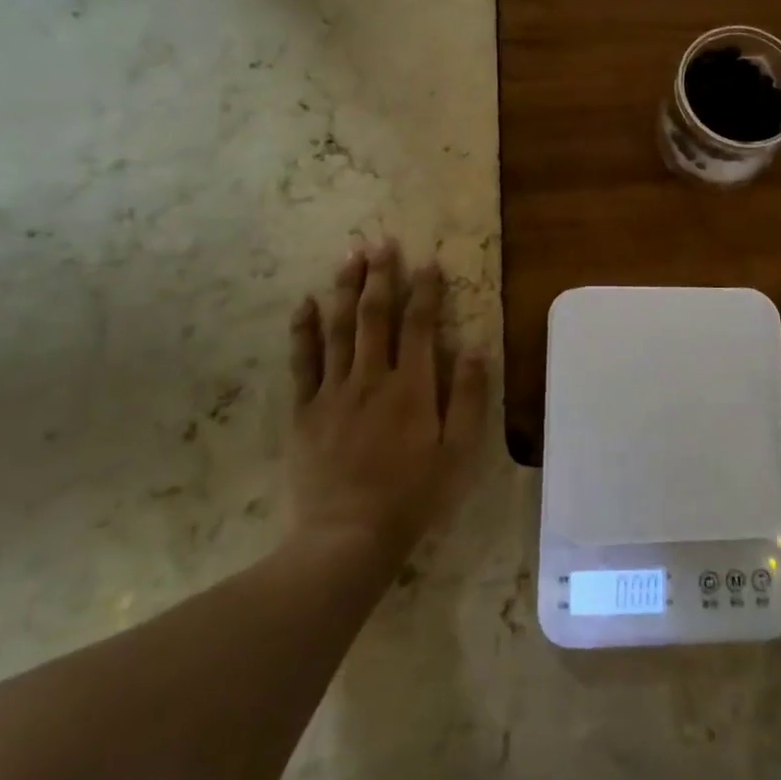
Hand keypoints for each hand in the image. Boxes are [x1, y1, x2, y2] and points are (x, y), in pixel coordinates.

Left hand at [286, 240, 487, 561]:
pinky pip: (303, 362)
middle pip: (376, 316)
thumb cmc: (412, 496)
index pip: (420, 325)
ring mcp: (334, 392)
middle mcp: (372, 378)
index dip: (425, 290)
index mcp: (412, 387)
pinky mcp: (305, 411)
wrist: (347, 538)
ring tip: (350, 255)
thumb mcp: (457, 453)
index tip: (428, 261)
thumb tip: (476, 348)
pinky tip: (305, 303)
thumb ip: (469, 398)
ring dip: (346, 289)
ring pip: (340, 329)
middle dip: (381, 275)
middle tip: (382, 241)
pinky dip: (304, 330)